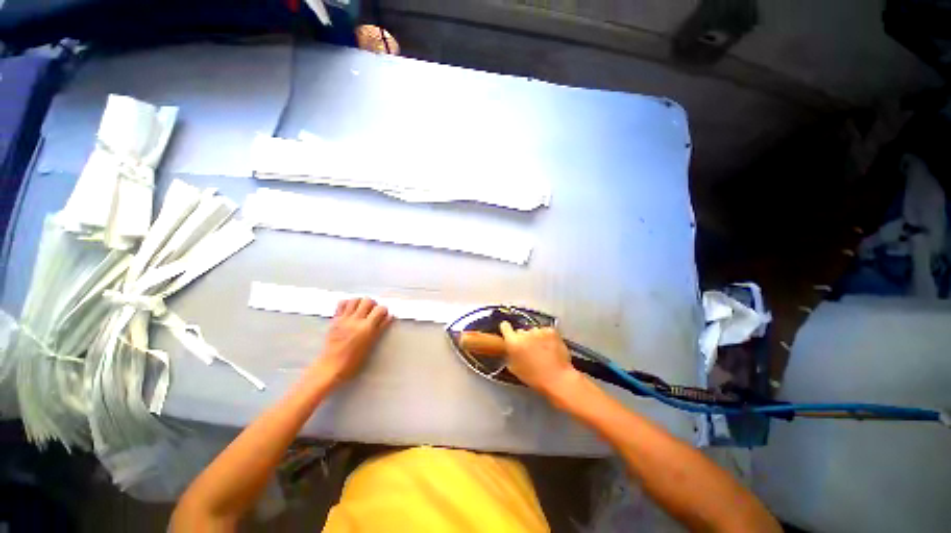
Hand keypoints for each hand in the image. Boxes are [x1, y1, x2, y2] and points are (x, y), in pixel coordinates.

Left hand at [313, 298, 391, 385]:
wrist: (330, 367)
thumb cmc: (353, 361)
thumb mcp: (371, 345)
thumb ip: (380, 328)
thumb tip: (389, 317)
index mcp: (366, 328)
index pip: (380, 309)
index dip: (384, 310)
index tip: (384, 315)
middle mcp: (356, 321)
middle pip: (368, 301)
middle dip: (373, 304)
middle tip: (373, 312)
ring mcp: (344, 319)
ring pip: (355, 299)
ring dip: (361, 302)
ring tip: (362, 309)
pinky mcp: (335, 320)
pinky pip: (341, 304)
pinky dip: (348, 303)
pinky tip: (350, 310)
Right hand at [499, 321, 577, 395]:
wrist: (557, 379)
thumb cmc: (535, 378)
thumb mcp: (514, 369)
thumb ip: (510, 354)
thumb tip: (510, 349)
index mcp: (513, 342)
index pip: (505, 326)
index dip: (507, 329)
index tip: (509, 332)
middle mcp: (524, 333)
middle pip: (521, 330)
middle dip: (523, 338)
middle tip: (529, 349)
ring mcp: (538, 331)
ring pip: (534, 331)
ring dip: (536, 338)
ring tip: (542, 351)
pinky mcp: (550, 330)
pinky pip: (546, 331)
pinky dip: (547, 337)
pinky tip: (550, 348)